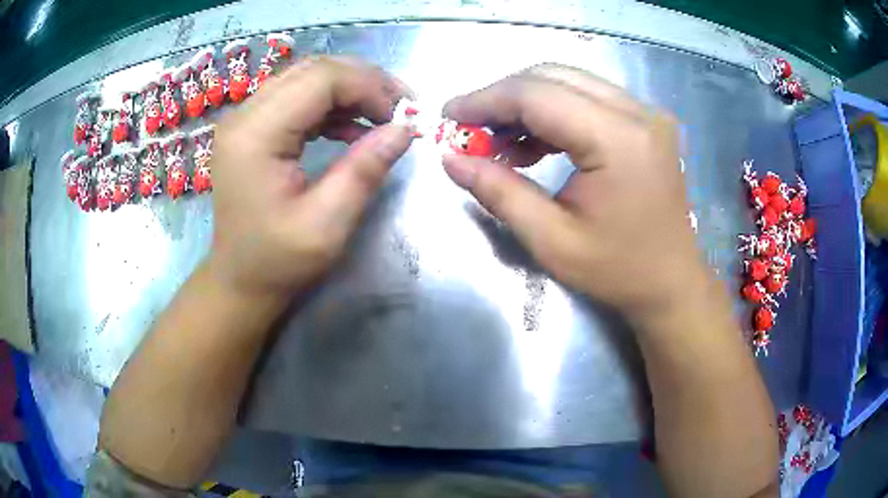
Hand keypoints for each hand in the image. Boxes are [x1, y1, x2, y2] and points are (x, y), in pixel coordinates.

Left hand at [209, 58, 412, 300]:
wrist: (239, 279)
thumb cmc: (278, 261)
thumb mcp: (327, 224)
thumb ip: (365, 170)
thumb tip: (406, 127)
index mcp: (255, 135)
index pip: (321, 79)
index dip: (369, 87)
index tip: (403, 115)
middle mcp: (244, 115)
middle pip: (314, 69)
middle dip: (364, 81)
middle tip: (401, 107)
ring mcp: (245, 119)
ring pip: (307, 77)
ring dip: (350, 89)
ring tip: (383, 115)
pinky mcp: (252, 128)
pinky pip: (298, 97)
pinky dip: (331, 105)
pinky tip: (352, 128)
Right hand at [443, 64, 705, 325]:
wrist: (672, 283)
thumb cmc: (619, 271)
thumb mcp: (552, 240)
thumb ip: (498, 192)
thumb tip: (451, 158)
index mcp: (619, 141)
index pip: (537, 95)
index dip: (485, 100)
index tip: (449, 116)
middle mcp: (638, 113)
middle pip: (552, 77)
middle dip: (502, 98)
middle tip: (471, 129)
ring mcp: (646, 113)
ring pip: (569, 82)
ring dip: (526, 104)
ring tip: (499, 142)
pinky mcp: (646, 121)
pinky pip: (588, 98)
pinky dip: (553, 113)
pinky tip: (533, 144)